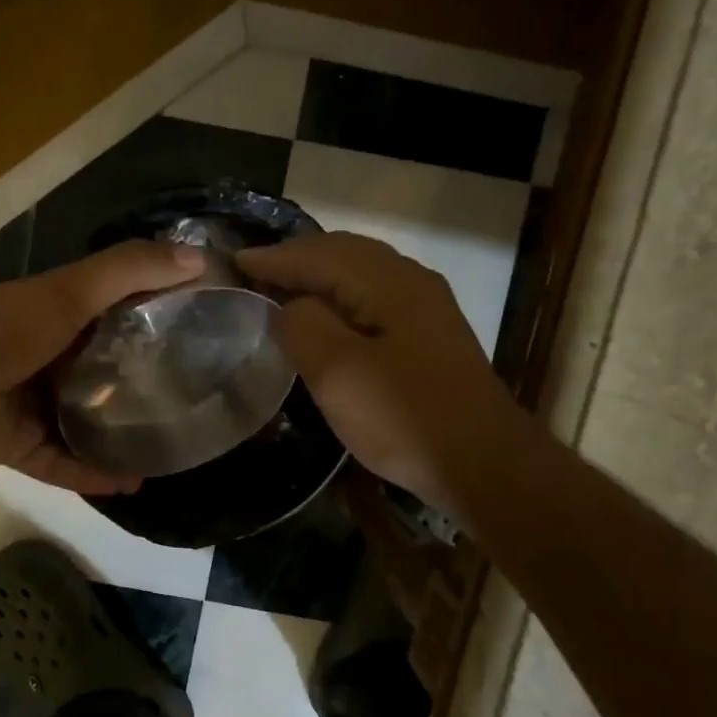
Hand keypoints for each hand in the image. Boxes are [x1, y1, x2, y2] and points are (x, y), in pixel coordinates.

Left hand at [0, 241, 203, 493]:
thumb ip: (131, 270)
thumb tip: (201, 258)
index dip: (151, 326)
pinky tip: (131, 484)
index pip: (113, 320)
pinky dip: (92, 474)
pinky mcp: (17, 447)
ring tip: (164, 451)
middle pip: (99, 376)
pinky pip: (62, 464)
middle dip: (137, 390)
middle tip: (185, 406)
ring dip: (119, 439)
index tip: (195, 340)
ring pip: (83, 425)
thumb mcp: (72, 290)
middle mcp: (45, 361)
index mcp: (56, 319)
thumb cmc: (6, 324)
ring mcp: (30, 406)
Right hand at [237, 233, 517, 516]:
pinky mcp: (430, 336)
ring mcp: (426, 308)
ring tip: (282, 289)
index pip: (319, 254)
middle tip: (254, 272)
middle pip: (343, 253)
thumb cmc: (404, 417)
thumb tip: (289, 306)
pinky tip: (326, 319)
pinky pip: (373, 297)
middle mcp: (411, 281)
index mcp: (388, 282)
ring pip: (361, 274)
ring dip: (318, 276)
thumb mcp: (338, 372)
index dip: (273, 258)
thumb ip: (302, 326)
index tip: (233, 262)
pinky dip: (340, 297)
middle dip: (296, 259)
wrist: (483, 464)